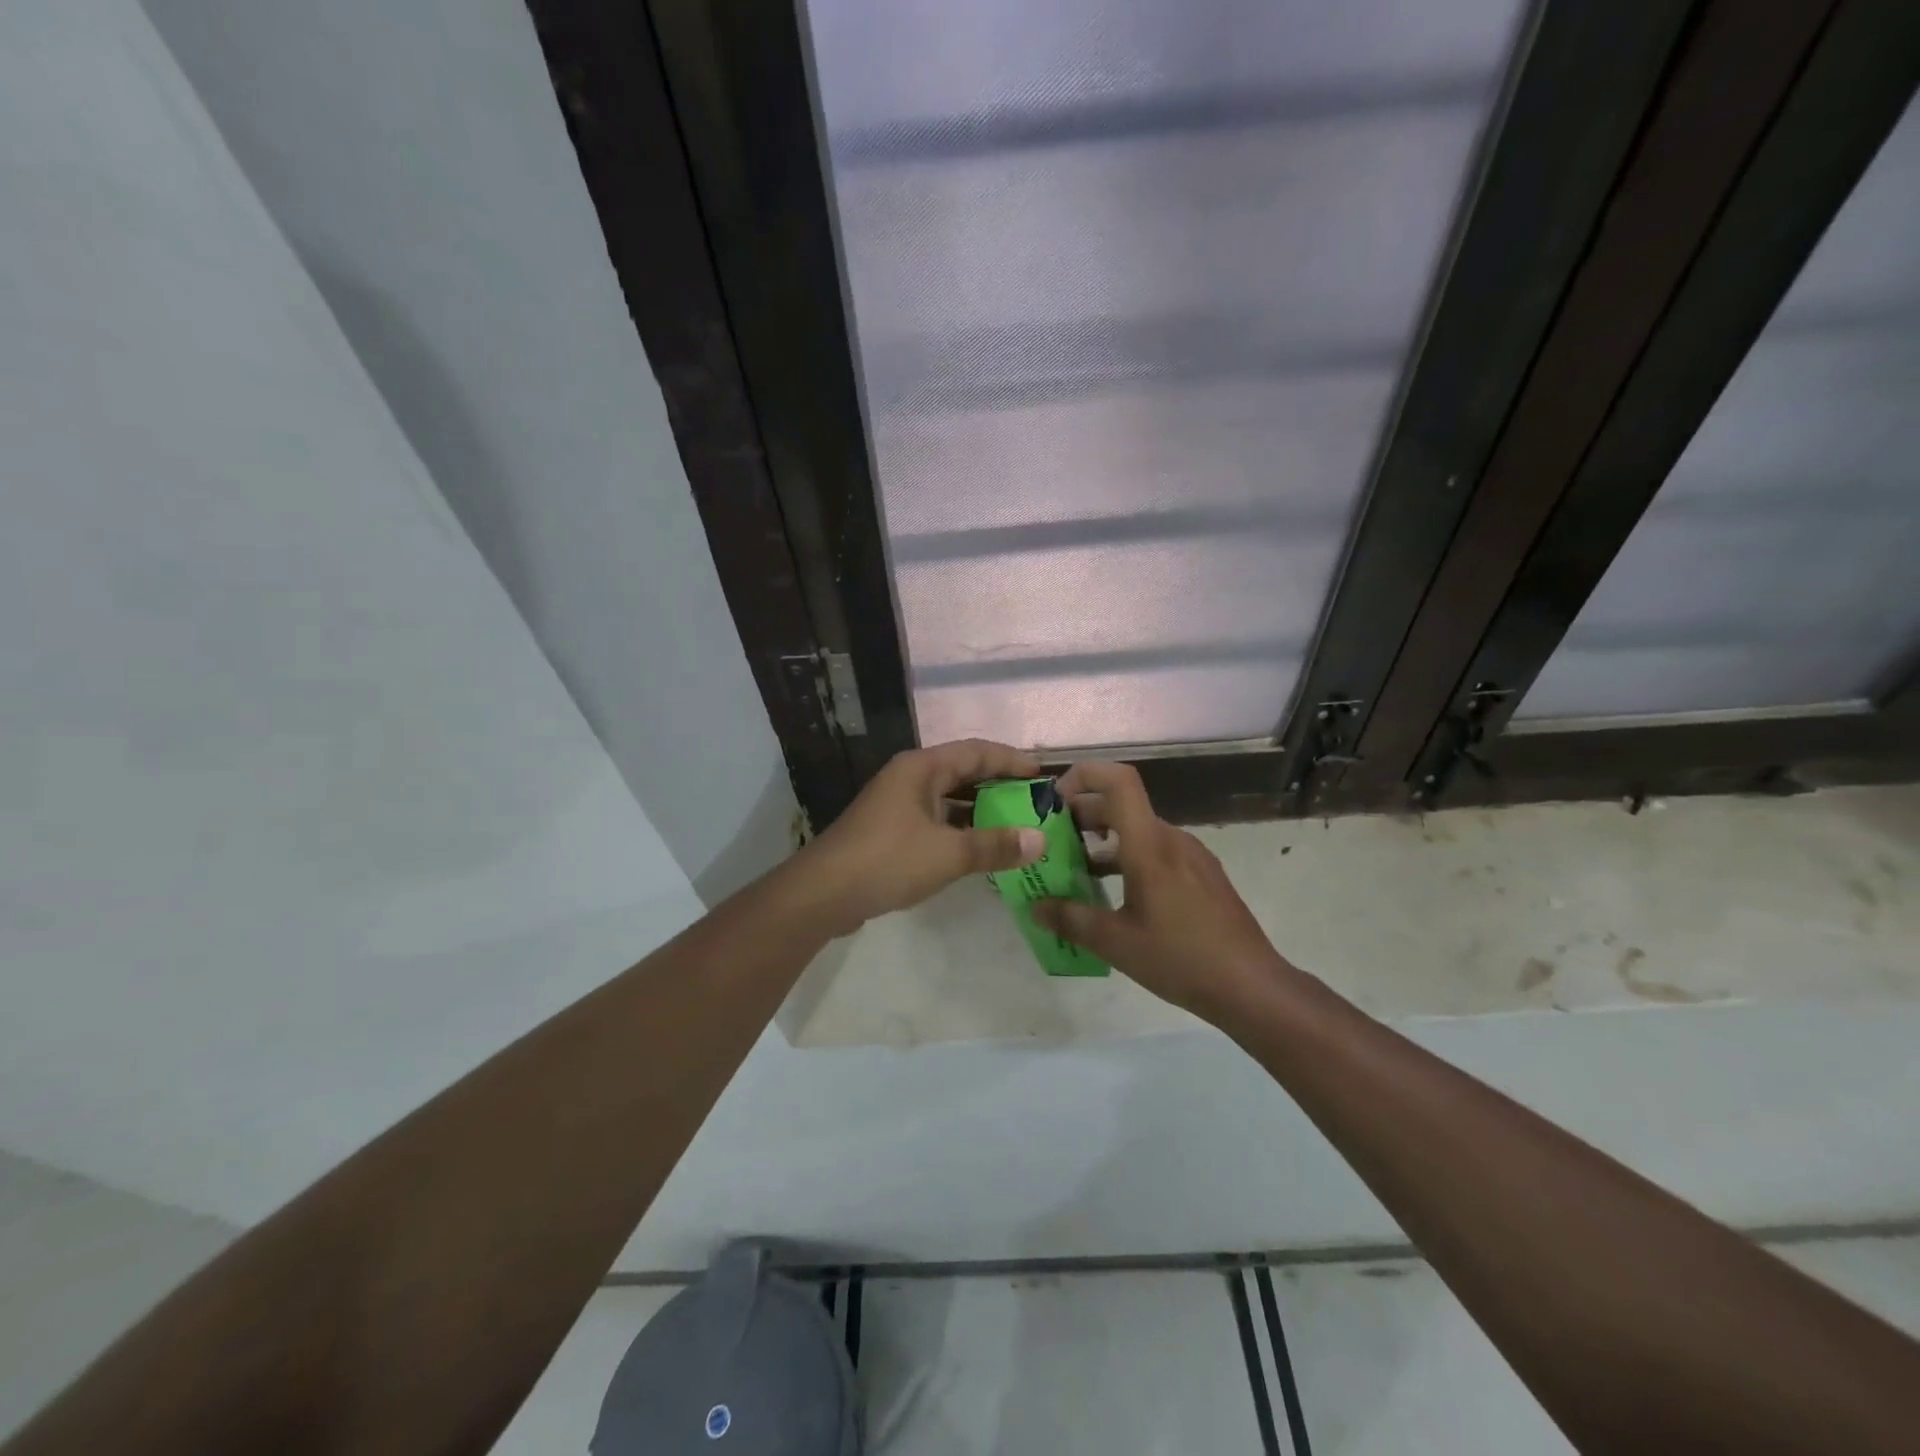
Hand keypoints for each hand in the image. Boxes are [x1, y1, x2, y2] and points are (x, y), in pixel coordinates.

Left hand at [799, 739, 1046, 934]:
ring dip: (980, 811)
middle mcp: (909, 779)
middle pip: (962, 773)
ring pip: (948, 800)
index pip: (976, 751)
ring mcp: (897, 805)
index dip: (1011, 760)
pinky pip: (936, 822)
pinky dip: (960, 831)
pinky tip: (980, 850)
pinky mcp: (890, 832)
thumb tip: (1039, 840)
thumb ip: (994, 845)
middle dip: (999, 786)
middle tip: (1035, 802)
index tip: (1042, 775)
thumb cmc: (887, 860)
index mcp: (921, 768)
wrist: (822, 893)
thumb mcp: (948, 853)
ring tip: (1016, 826)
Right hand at [1032, 761, 1285, 1018]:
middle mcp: (1172, 839)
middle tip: (1052, 842)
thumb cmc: (1181, 958)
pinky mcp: (1203, 875)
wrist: (1252, 986)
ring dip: (1104, 841)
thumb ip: (1071, 920)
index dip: (1084, 776)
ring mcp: (1192, 856)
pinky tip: (1117, 895)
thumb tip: (1036, 907)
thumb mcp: (1116, 943)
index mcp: (1149, 845)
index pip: (1119, 781)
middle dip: (1082, 816)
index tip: (1055, 801)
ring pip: (1139, 830)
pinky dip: (1129, 858)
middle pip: (1122, 806)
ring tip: (1077, 871)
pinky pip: (1158, 851)